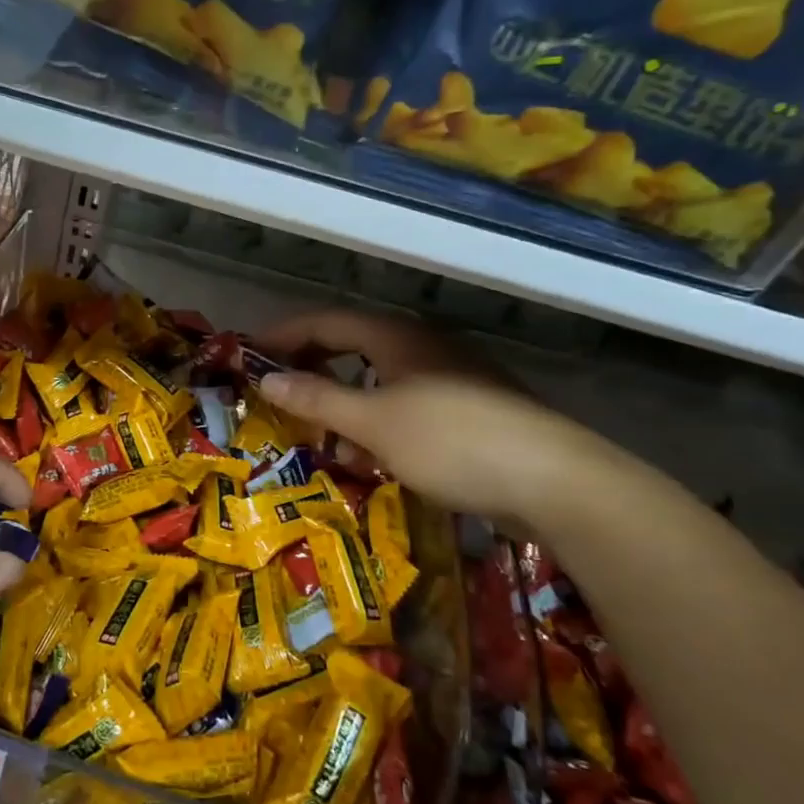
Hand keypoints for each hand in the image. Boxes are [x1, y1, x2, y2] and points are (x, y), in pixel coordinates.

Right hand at [255, 308, 613, 523]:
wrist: (555, 481)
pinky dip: (375, 418)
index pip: (326, 322)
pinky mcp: (470, 409)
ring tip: (315, 424)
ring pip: (380, 376)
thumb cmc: (451, 441)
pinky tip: (370, 453)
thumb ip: (317, 399)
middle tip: (276, 386)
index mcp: (396, 337)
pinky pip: (405, 403)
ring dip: (342, 394)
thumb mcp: (373, 423)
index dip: (283, 333)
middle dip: (311, 362)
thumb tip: (267, 379)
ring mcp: (451, 376)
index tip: (248, 352)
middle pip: (352, 343)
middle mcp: (423, 346)